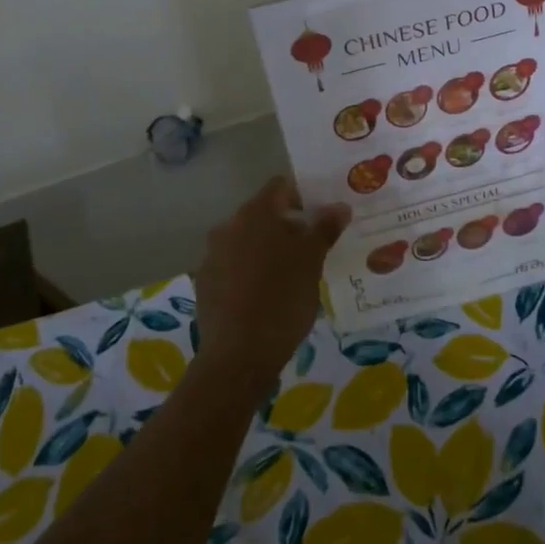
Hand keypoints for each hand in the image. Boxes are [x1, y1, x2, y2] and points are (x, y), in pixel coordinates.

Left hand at [194, 177, 349, 384]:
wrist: (238, 356)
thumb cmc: (282, 301)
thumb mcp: (312, 263)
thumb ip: (324, 229)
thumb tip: (339, 205)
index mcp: (255, 214)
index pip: (280, 187)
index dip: (303, 195)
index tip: (323, 214)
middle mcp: (228, 226)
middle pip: (263, 214)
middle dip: (288, 225)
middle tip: (314, 246)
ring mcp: (212, 255)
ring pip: (248, 241)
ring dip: (269, 249)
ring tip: (294, 273)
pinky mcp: (205, 282)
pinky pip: (233, 265)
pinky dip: (251, 271)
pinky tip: (267, 294)